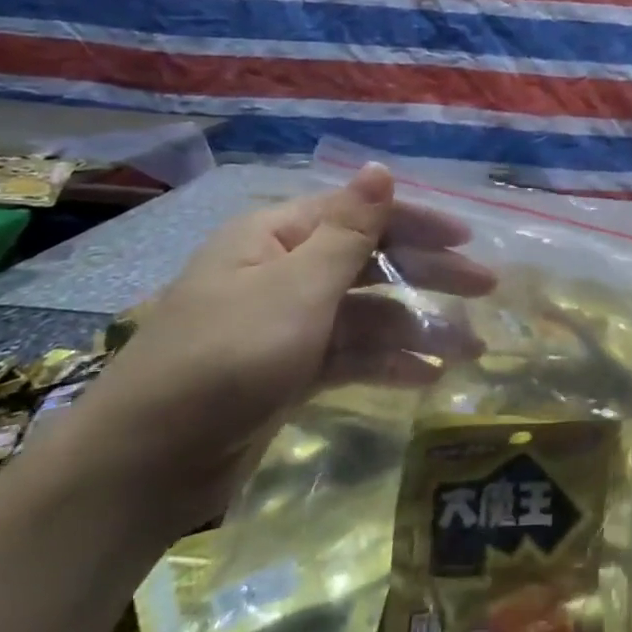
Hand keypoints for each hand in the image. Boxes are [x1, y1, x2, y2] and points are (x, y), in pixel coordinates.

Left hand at [45, 164, 494, 532]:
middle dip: (429, 274)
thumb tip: (379, 166)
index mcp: (278, 236)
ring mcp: (289, 324)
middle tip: (486, 289)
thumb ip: (350, 231)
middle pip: (371, 261)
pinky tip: (429, 378)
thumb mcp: (297, 288)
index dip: (418, 222)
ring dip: (417, 328)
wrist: (146, 465)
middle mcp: (285, 271)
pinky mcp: (291, 371)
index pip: (361, 214)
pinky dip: (388, 363)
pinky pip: (351, 355)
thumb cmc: (227, 357)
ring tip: (469, 350)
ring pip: (368, 314)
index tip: (468, 239)